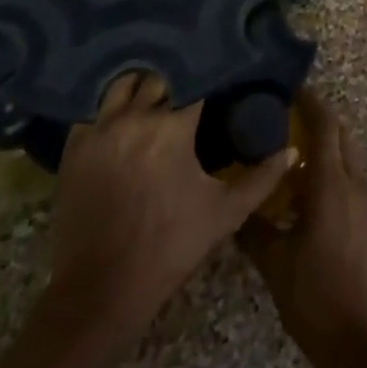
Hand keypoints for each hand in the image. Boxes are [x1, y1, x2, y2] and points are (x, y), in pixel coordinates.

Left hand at [48, 72, 293, 333]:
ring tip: (157, 94)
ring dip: (143, 85)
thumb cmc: (169, 249)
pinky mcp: (75, 147)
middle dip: (177, 78)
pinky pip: (95, 109)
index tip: (221, 75)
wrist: (100, 292)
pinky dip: (111, 107)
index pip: (196, 80)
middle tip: (192, 85)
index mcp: (172, 127)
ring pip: (124, 84)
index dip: (210, 76)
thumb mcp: (224, 214)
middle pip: (160, 77)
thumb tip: (292, 150)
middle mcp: (134, 117)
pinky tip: (123, 116)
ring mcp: (100, 129)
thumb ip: (262, 178)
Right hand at [238, 89, 366, 367]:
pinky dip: (332, 167)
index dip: (309, 101)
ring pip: (348, 154)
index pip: (325, 124)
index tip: (287, 88)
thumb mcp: (276, 266)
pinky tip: (305, 190)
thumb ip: (255, 229)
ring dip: (325, 143)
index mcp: (332, 183)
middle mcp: (354, 181)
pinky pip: (351, 176)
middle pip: (341, 133)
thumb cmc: (319, 301)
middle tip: (283, 117)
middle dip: (317, 118)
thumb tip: (236, 203)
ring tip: (290, 150)